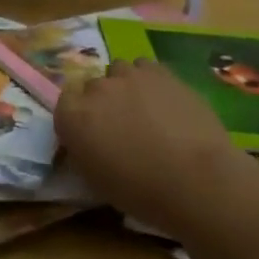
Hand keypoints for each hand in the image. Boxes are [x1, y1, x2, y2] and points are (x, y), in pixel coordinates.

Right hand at [54, 58, 248, 225]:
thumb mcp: (95, 180)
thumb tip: (88, 142)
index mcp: (72, 117)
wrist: (194, 179)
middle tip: (121, 127)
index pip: (64, 103)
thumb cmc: (140, 190)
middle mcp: (96, 89)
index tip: (91, 134)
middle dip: (102, 102)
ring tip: (143, 109)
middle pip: (92, 86)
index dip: (78, 118)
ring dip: (125, 86)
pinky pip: (145, 67)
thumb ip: (84, 151)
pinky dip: (149, 80)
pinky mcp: (161, 72)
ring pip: (119, 71)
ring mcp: (129, 76)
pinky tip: (163, 100)